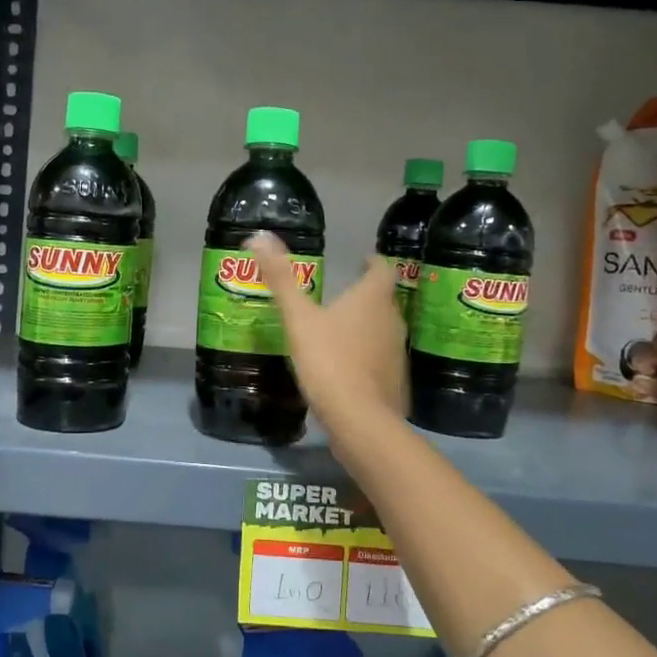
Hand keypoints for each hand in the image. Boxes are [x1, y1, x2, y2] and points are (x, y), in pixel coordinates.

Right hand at [249, 233, 406, 427]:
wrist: (360, 421)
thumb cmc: (329, 361)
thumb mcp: (299, 319)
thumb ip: (281, 279)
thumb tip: (259, 235)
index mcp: (373, 299)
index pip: (383, 269)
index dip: (372, 262)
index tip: (361, 262)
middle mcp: (392, 320)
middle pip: (384, 300)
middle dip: (366, 295)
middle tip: (341, 296)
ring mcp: (397, 353)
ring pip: (384, 330)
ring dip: (367, 326)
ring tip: (340, 330)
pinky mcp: (396, 382)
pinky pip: (382, 360)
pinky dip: (368, 356)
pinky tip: (347, 368)